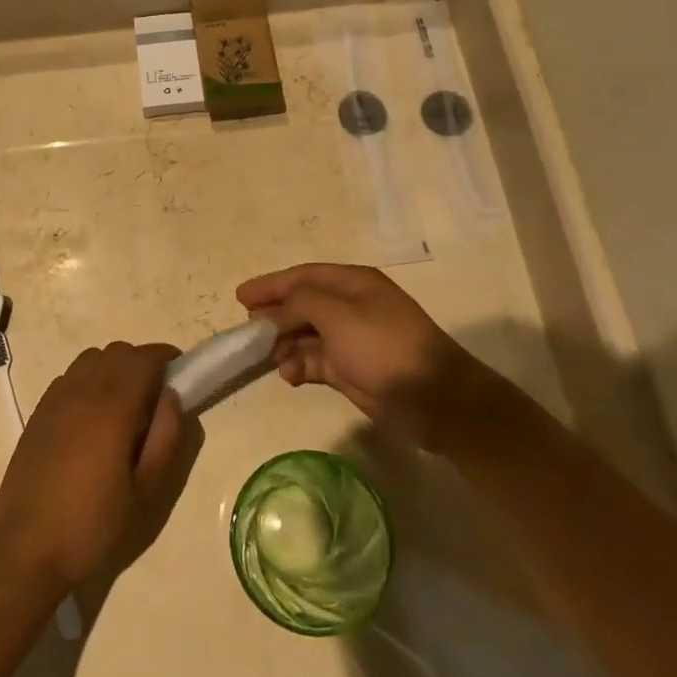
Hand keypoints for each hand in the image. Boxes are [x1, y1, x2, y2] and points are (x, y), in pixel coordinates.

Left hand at [0, 341, 186, 590]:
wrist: (24, 549)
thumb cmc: (92, 525)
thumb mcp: (146, 492)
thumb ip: (166, 437)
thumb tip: (172, 396)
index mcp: (113, 405)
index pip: (144, 357)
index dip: (166, 357)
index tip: (180, 375)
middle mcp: (82, 390)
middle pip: (118, 351)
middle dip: (142, 363)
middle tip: (156, 398)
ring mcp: (56, 398)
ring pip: (92, 358)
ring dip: (114, 368)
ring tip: (124, 406)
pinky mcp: (39, 412)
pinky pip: (71, 376)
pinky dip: (89, 380)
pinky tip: (92, 418)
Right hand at [237, 263, 503, 450]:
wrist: (435, 400)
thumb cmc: (385, 346)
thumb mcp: (338, 315)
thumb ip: (300, 304)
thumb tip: (274, 310)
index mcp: (352, 283)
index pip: (302, 276)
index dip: (271, 284)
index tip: (240, 297)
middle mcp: (351, 306)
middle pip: (302, 305)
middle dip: (275, 316)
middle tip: (247, 331)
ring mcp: (352, 340)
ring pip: (306, 335)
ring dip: (285, 344)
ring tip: (267, 358)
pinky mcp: (352, 371)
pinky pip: (316, 361)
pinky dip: (300, 366)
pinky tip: (288, 375)